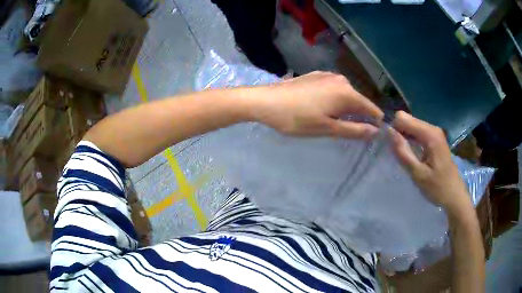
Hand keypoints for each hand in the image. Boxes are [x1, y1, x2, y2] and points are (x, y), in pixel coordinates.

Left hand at [255, 71, 383, 138]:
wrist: (266, 101)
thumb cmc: (297, 119)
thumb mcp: (327, 128)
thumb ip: (354, 130)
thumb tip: (376, 131)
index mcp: (347, 93)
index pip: (371, 108)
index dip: (375, 121)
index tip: (374, 134)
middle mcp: (341, 80)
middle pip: (358, 101)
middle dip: (358, 116)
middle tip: (348, 132)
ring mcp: (327, 75)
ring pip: (345, 95)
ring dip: (345, 108)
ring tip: (334, 122)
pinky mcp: (316, 75)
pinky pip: (333, 89)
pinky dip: (334, 100)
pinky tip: (323, 108)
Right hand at [390, 111, 472, 214]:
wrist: (454, 195)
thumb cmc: (438, 187)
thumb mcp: (418, 174)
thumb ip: (403, 152)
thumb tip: (389, 132)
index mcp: (430, 134)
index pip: (403, 118)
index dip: (394, 129)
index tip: (392, 147)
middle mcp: (432, 128)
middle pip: (407, 120)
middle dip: (398, 133)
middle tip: (397, 154)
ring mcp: (434, 133)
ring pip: (411, 126)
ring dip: (404, 138)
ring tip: (402, 155)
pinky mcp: (434, 139)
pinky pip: (417, 133)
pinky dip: (410, 141)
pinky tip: (410, 154)